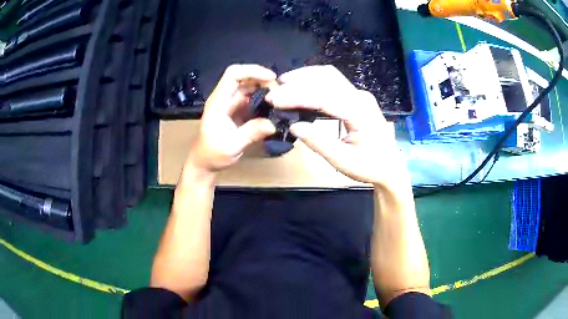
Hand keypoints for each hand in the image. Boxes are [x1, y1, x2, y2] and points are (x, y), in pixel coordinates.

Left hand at [186, 65, 277, 175]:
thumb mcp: (231, 146)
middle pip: (244, 78)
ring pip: (250, 87)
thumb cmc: (213, 154)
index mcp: (218, 102)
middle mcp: (224, 98)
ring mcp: (231, 103)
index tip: (271, 78)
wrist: (205, 162)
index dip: (252, 71)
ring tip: (281, 99)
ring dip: (265, 89)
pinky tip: (274, 107)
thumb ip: (251, 133)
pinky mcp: (237, 110)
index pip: (232, 75)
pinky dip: (264, 99)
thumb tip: (273, 124)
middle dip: (263, 80)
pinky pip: (252, 98)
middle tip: (281, 93)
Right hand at [266, 65, 406, 185]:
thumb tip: (294, 126)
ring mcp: (359, 95)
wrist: (390, 167)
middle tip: (274, 93)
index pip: (324, 97)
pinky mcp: (356, 97)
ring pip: (329, 76)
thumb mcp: (344, 161)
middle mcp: (361, 97)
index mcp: (360, 112)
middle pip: (326, 78)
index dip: (297, 96)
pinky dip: (313, 81)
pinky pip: (332, 82)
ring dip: (305, 77)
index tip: (274, 100)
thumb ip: (319, 143)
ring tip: (283, 85)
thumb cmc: (370, 166)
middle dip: (298, 82)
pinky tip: (300, 86)